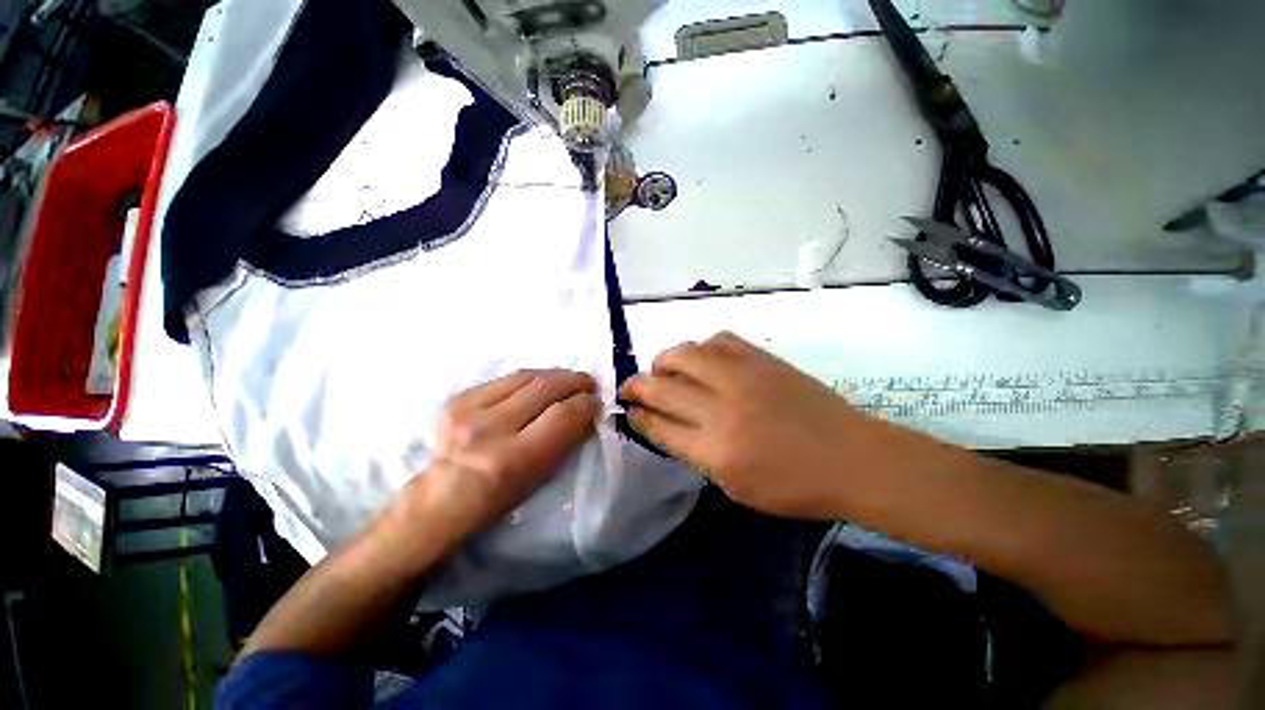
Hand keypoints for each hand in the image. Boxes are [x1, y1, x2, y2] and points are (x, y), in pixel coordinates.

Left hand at [405, 369, 600, 543]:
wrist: (439, 498)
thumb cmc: (497, 498)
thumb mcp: (539, 479)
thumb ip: (566, 442)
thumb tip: (588, 413)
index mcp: (514, 459)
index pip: (562, 415)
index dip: (586, 403)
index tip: (596, 401)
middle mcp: (490, 429)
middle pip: (545, 388)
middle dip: (574, 381)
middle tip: (588, 383)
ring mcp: (469, 409)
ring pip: (526, 376)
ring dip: (554, 375)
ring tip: (567, 379)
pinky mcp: (458, 398)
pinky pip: (505, 378)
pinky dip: (530, 378)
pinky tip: (539, 383)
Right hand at [620, 332, 873, 518]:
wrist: (851, 458)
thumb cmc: (794, 486)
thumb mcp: (735, 488)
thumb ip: (696, 454)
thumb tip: (668, 425)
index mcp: (714, 450)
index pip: (659, 425)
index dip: (638, 415)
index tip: (629, 409)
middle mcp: (721, 409)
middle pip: (661, 387)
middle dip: (635, 386)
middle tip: (630, 388)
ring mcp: (742, 377)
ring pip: (684, 354)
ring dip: (664, 362)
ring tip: (664, 371)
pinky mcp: (760, 359)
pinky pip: (718, 340)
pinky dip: (701, 348)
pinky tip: (703, 359)